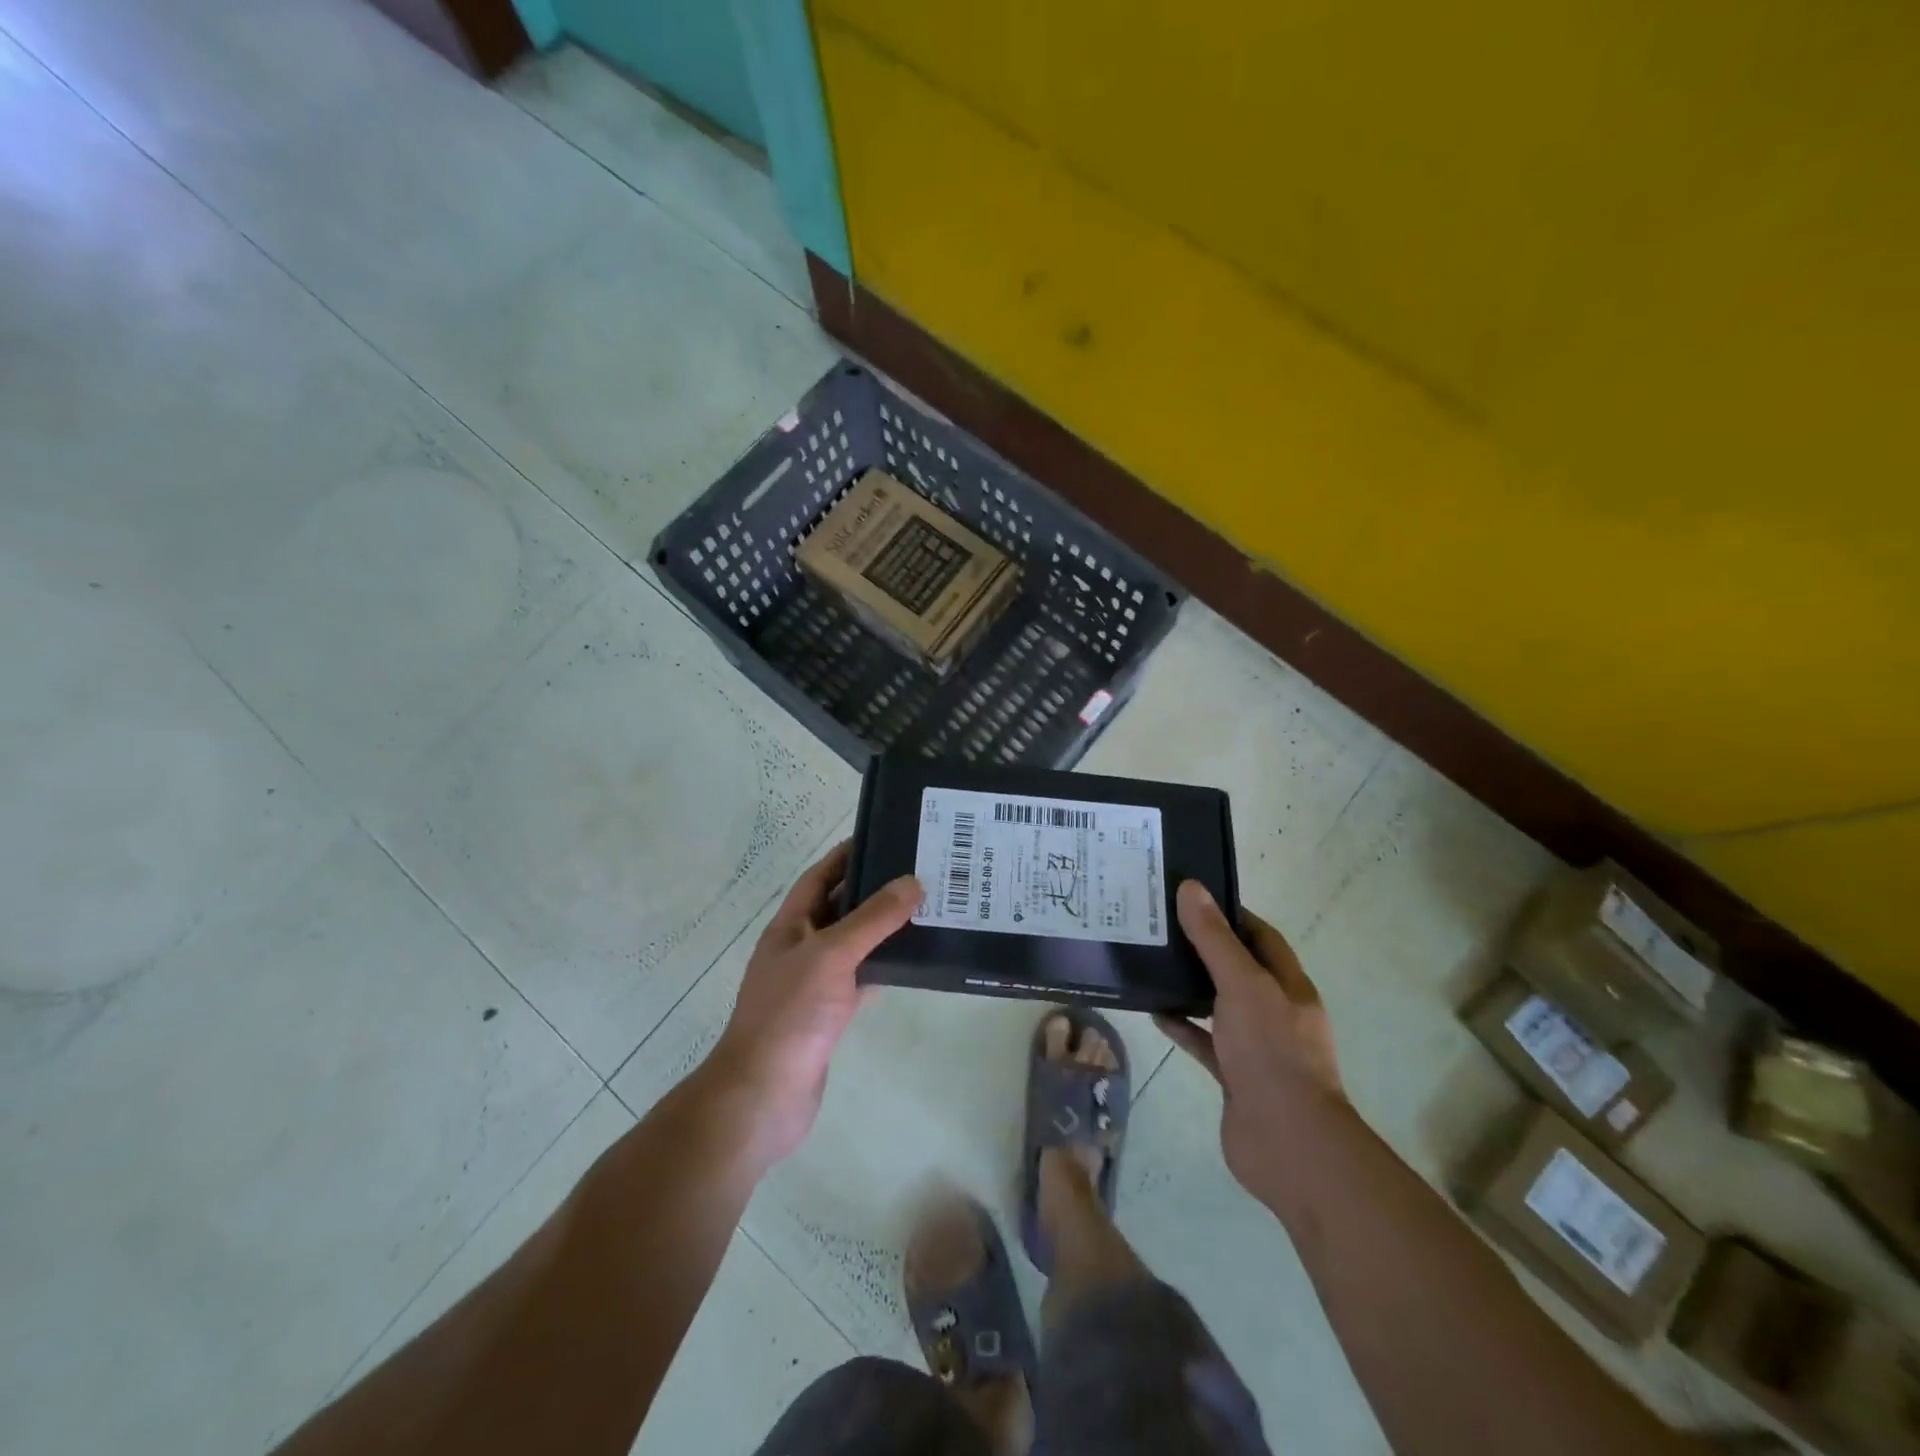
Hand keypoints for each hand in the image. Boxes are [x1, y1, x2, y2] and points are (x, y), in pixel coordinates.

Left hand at [705, 841, 919, 1164]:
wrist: (763, 1096)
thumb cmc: (790, 1015)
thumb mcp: (831, 955)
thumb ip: (873, 919)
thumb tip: (913, 882)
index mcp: (790, 926)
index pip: (820, 877)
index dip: (846, 855)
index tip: (885, 836)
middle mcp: (801, 948)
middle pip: (841, 908)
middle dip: (875, 890)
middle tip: (920, 873)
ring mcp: (815, 983)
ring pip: (855, 944)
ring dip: (884, 929)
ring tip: (927, 910)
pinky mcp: (830, 1015)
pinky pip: (862, 979)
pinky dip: (885, 968)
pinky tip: (915, 961)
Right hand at [1155, 881, 1345, 1202]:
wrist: (1288, 1143)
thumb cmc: (1272, 1052)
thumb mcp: (1242, 984)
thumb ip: (1214, 939)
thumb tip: (1191, 887)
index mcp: (1288, 986)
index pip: (1262, 937)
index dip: (1231, 914)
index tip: (1192, 897)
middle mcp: (1275, 1012)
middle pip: (1238, 970)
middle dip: (1205, 949)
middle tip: (1162, 927)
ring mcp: (1255, 1047)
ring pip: (1219, 1006)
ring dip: (1191, 988)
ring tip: (1152, 964)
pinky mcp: (1235, 1077)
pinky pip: (1205, 1043)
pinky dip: (1183, 1027)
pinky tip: (1155, 1013)